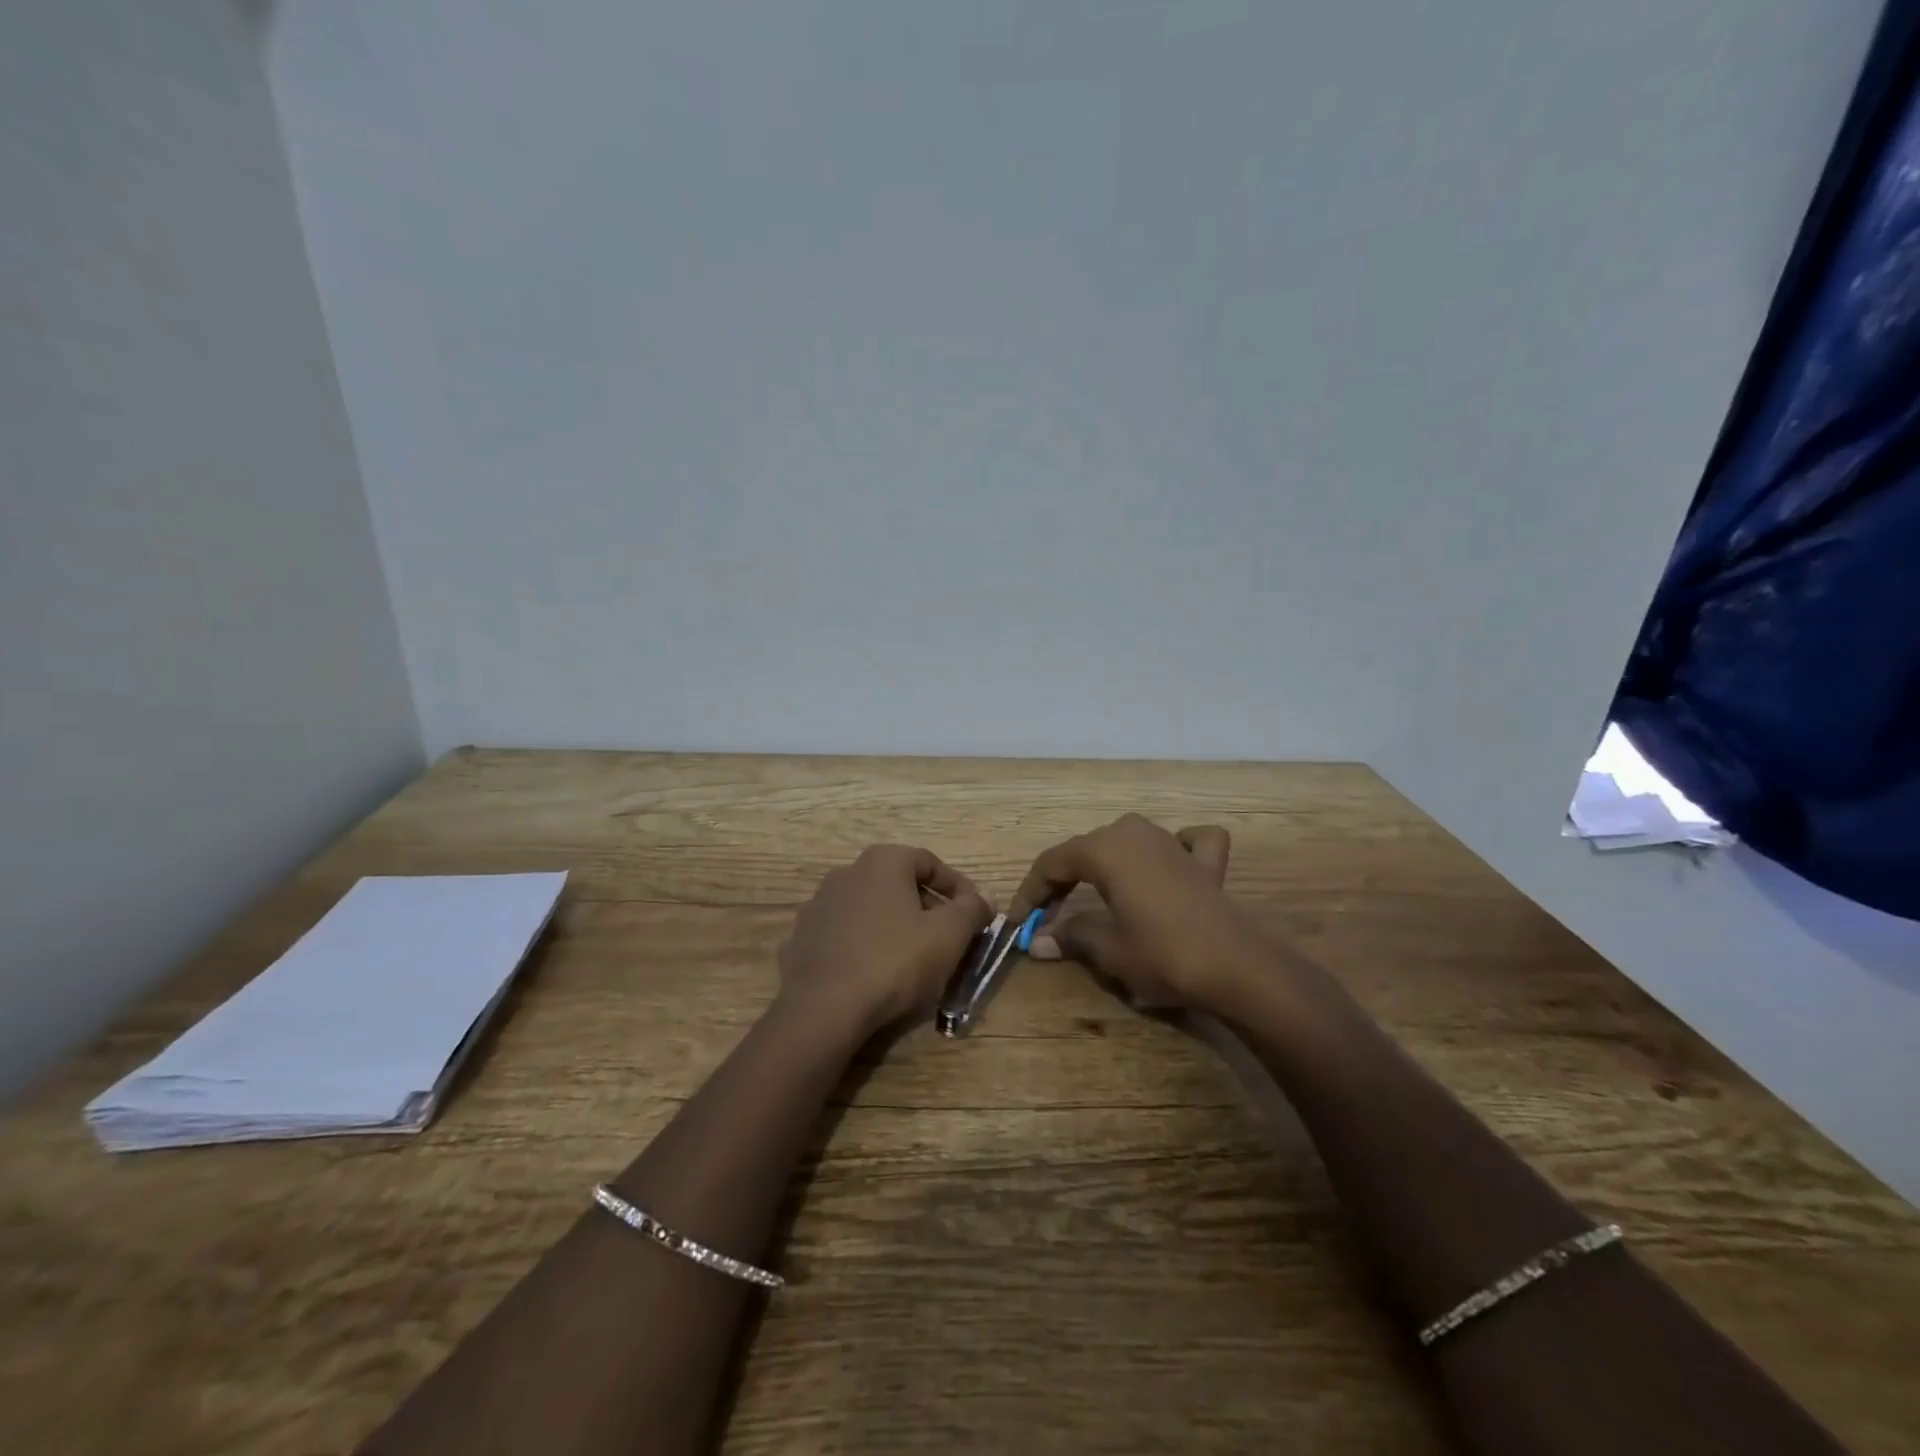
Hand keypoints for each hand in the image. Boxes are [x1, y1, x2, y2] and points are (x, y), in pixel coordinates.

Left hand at [777, 844, 992, 1040]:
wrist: (824, 1008)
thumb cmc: (895, 961)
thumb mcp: (948, 935)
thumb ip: (972, 909)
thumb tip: (986, 896)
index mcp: (882, 861)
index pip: (930, 862)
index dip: (958, 887)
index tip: (975, 913)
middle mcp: (846, 872)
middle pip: (898, 885)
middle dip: (927, 908)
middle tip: (948, 939)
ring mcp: (819, 905)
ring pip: (870, 910)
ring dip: (894, 927)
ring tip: (914, 960)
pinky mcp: (801, 939)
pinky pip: (845, 936)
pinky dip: (865, 946)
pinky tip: (876, 974)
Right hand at [1011, 815, 1266, 1011]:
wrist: (1236, 966)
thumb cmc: (1162, 954)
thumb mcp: (1108, 949)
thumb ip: (1070, 937)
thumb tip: (1037, 941)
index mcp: (1104, 849)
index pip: (1052, 863)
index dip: (1031, 892)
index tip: (1019, 922)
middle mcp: (1134, 833)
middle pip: (1086, 849)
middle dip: (1063, 880)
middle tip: (1050, 916)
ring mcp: (1173, 841)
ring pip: (1127, 840)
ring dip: (1107, 862)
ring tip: (1095, 892)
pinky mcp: (1205, 860)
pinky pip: (1187, 841)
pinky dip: (1177, 846)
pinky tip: (1174, 859)